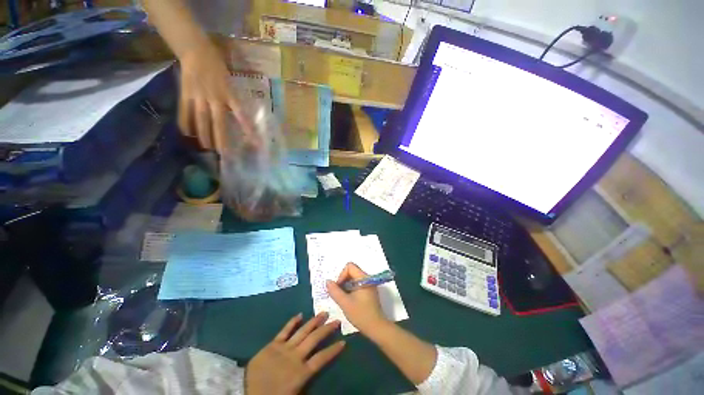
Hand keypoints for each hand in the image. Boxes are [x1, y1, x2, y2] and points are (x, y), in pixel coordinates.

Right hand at [178, 45, 252, 152]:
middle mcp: (214, 98)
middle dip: (221, 139)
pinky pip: (184, 111)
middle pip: (218, 123)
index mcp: (228, 94)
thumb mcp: (231, 83)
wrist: (196, 50)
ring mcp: (198, 96)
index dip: (248, 129)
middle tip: (223, 154)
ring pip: (201, 120)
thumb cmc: (218, 67)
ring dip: (203, 135)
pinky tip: (187, 133)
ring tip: (206, 148)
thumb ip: (233, 100)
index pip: (240, 115)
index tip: (255, 143)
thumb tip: (239, 117)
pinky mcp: (185, 93)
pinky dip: (185, 122)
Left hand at [245, 312, 344, 394]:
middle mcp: (295, 356)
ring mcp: (283, 348)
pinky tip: (300, 315)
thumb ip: (306, 380)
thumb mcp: (295, 393)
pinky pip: (284, 331)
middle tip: (336, 320)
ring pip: (303, 332)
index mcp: (301, 372)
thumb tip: (316, 369)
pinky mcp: (272, 344)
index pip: (322, 358)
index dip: (333, 350)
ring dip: (314, 322)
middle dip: (327, 329)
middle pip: (314, 339)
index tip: (343, 341)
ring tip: (324, 313)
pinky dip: (292, 322)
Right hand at [326, 263, 388, 334]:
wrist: (376, 328)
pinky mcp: (369, 291)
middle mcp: (367, 278)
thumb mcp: (345, 303)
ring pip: (353, 278)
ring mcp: (369, 284)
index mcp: (363, 278)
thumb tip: (327, 281)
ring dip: (346, 286)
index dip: (341, 275)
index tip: (338, 288)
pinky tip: (348, 300)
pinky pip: (357, 284)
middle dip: (343, 280)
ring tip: (343, 298)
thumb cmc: (361, 315)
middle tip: (338, 293)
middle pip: (351, 271)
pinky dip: (350, 289)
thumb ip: (335, 291)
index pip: (350, 267)